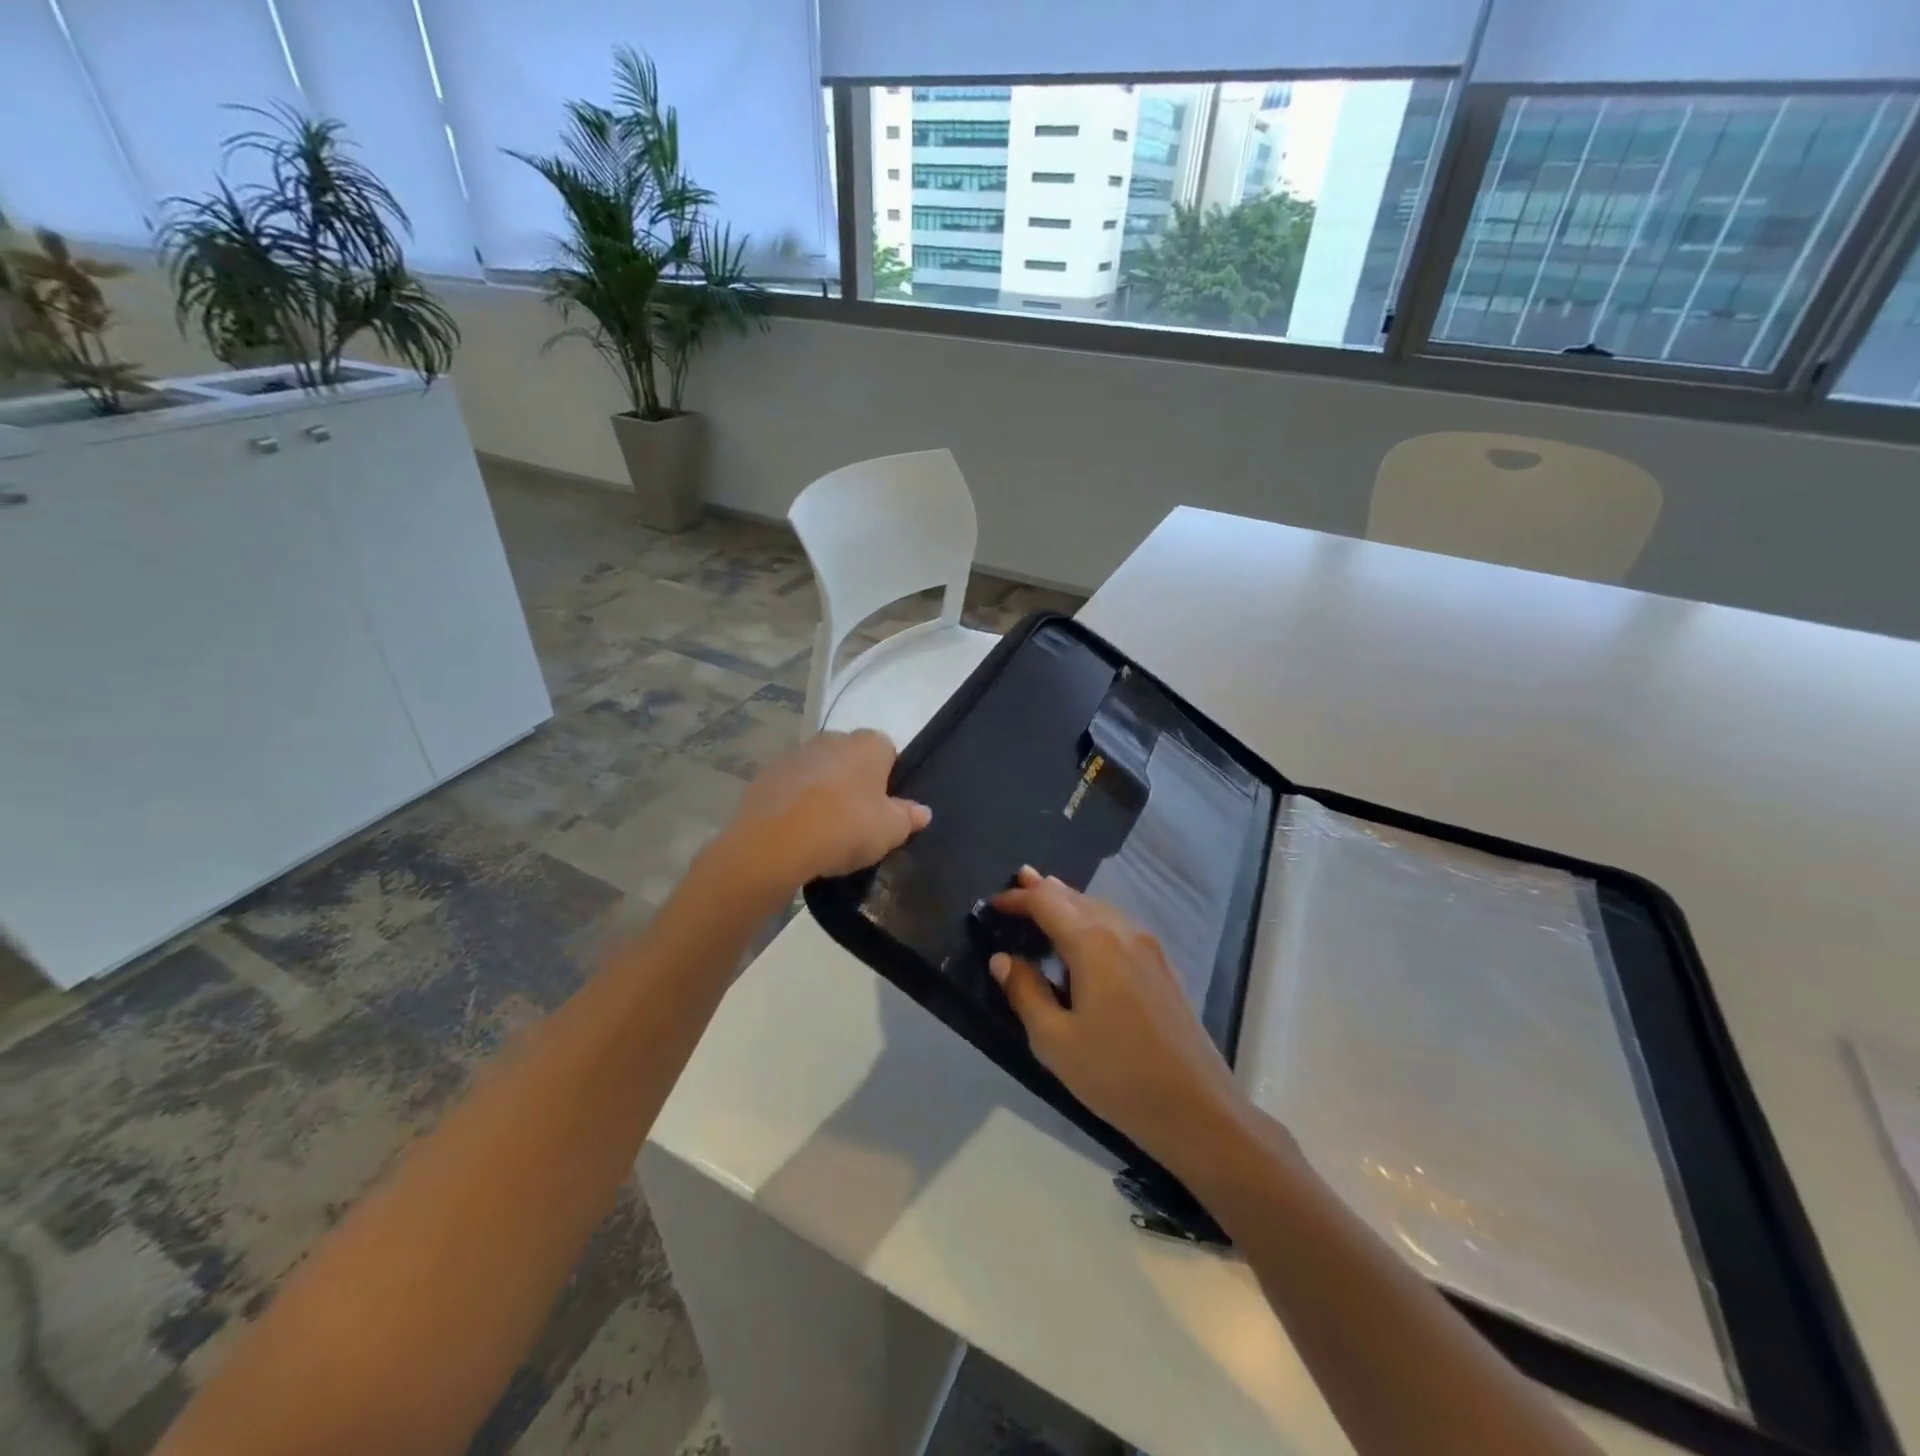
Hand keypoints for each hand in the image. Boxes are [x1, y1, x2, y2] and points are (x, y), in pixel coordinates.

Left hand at [718, 729, 930, 895]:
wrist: (774, 841)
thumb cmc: (845, 827)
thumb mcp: (890, 830)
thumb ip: (909, 817)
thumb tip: (922, 811)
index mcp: (867, 745)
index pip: (887, 751)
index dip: (888, 778)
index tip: (885, 808)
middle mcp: (831, 739)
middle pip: (850, 758)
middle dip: (854, 782)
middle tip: (858, 821)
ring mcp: (795, 755)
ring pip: (819, 772)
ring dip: (823, 792)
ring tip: (824, 831)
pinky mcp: (766, 776)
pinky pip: (791, 788)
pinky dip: (795, 804)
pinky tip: (797, 833)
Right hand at [988, 867, 1246, 1168]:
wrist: (1196, 1107)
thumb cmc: (1116, 1074)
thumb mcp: (1054, 1041)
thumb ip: (1025, 992)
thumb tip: (1003, 960)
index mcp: (1093, 943)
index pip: (1046, 903)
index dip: (1017, 898)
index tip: (992, 904)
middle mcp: (1122, 931)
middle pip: (1076, 897)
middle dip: (1045, 889)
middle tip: (1019, 881)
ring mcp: (1148, 946)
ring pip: (1101, 908)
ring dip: (1070, 901)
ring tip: (1047, 897)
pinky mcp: (1162, 965)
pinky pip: (1118, 925)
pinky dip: (1093, 917)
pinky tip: (1086, 934)